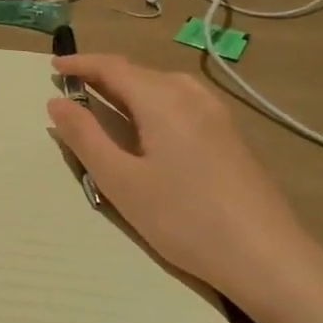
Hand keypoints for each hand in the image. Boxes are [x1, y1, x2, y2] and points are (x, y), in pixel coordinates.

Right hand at [46, 54, 322, 322]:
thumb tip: (57, 102)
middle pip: (139, 72)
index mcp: (162, 100)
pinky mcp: (231, 136)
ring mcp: (217, 115)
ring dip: (129, 87)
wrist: (268, 259)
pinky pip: (181, 101)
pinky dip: (152, 101)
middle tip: (73, 88)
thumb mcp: (121, 181)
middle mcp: (191, 96)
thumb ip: (85, 137)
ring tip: (105, 103)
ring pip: (163, 85)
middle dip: (102, 75)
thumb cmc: (184, 218)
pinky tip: (149, 127)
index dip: (80, 63)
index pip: (112, 67)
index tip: (53, 68)